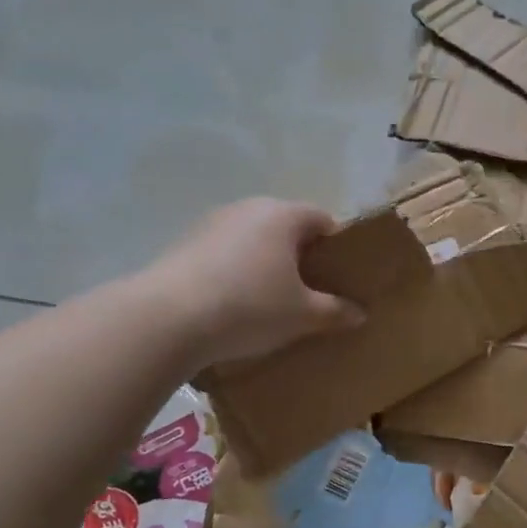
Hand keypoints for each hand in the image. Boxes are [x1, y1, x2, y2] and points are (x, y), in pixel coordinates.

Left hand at [148, 198, 364, 365]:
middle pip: (287, 228)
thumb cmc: (249, 307)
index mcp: (283, 215)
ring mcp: (212, 223)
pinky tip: (235, 305)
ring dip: (266, 265)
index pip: (323, 219)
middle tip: (311, 292)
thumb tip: (359, 313)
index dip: (338, 247)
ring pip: (254, 240)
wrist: (167, 319)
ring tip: (272, 302)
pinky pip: (225, 254)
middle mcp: (248, 208)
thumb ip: (335, 311)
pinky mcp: (185, 244)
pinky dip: (236, 273)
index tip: (341, 277)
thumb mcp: (303, 315)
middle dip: (301, 257)